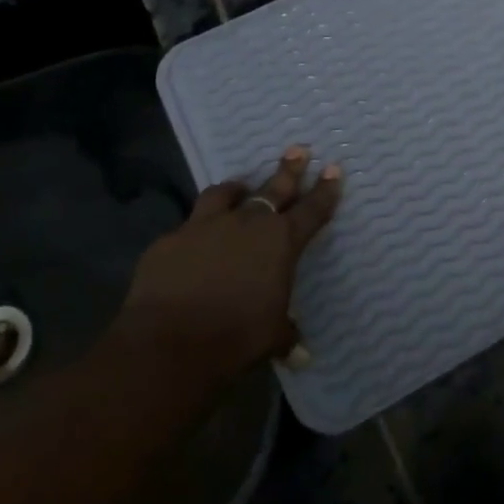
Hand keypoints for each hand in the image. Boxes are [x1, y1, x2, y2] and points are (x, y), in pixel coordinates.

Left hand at [117, 145, 342, 377]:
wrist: (170, 343)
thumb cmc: (237, 337)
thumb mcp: (271, 337)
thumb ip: (286, 335)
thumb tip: (300, 354)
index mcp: (281, 242)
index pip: (312, 210)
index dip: (326, 190)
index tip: (334, 169)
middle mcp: (247, 224)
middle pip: (274, 188)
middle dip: (289, 169)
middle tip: (298, 150)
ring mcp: (204, 227)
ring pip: (224, 194)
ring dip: (235, 190)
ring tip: (240, 186)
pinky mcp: (169, 240)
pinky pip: (187, 227)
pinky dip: (196, 231)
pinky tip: (192, 244)